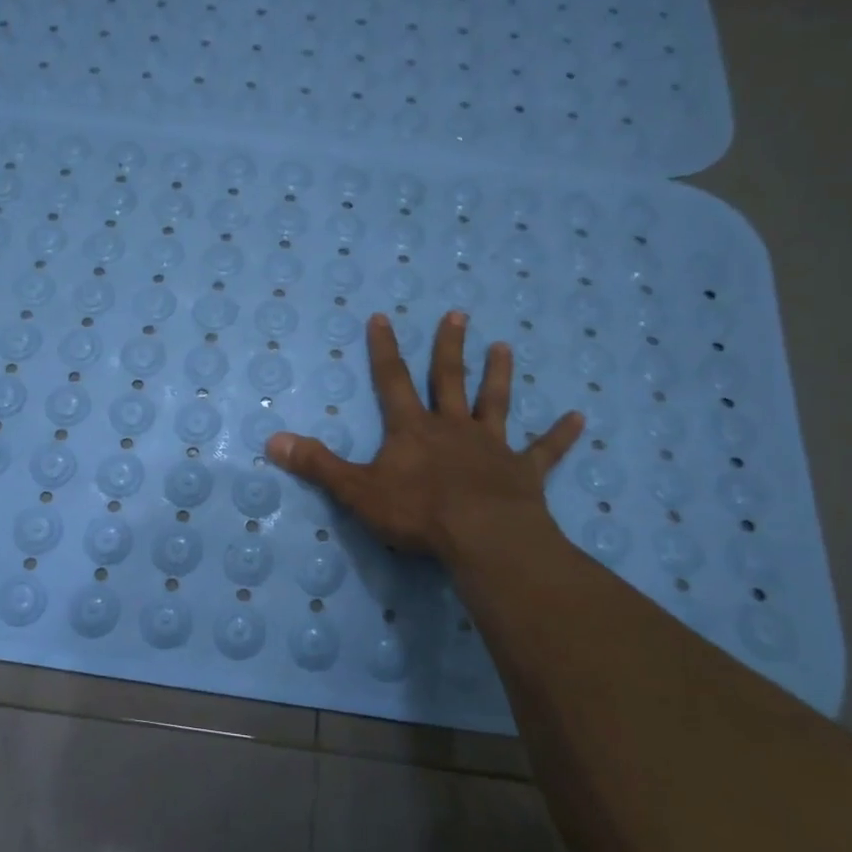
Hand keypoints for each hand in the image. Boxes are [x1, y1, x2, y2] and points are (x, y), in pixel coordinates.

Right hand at [265, 311, 583, 564]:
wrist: (481, 536)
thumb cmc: (417, 512)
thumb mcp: (357, 490)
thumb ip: (317, 464)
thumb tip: (272, 441)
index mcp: (413, 429)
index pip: (393, 381)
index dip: (385, 350)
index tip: (383, 317)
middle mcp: (453, 428)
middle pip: (449, 379)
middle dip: (449, 347)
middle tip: (458, 314)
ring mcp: (491, 447)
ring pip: (495, 403)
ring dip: (499, 376)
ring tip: (505, 347)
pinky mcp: (523, 472)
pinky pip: (544, 450)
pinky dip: (560, 435)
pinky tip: (579, 418)